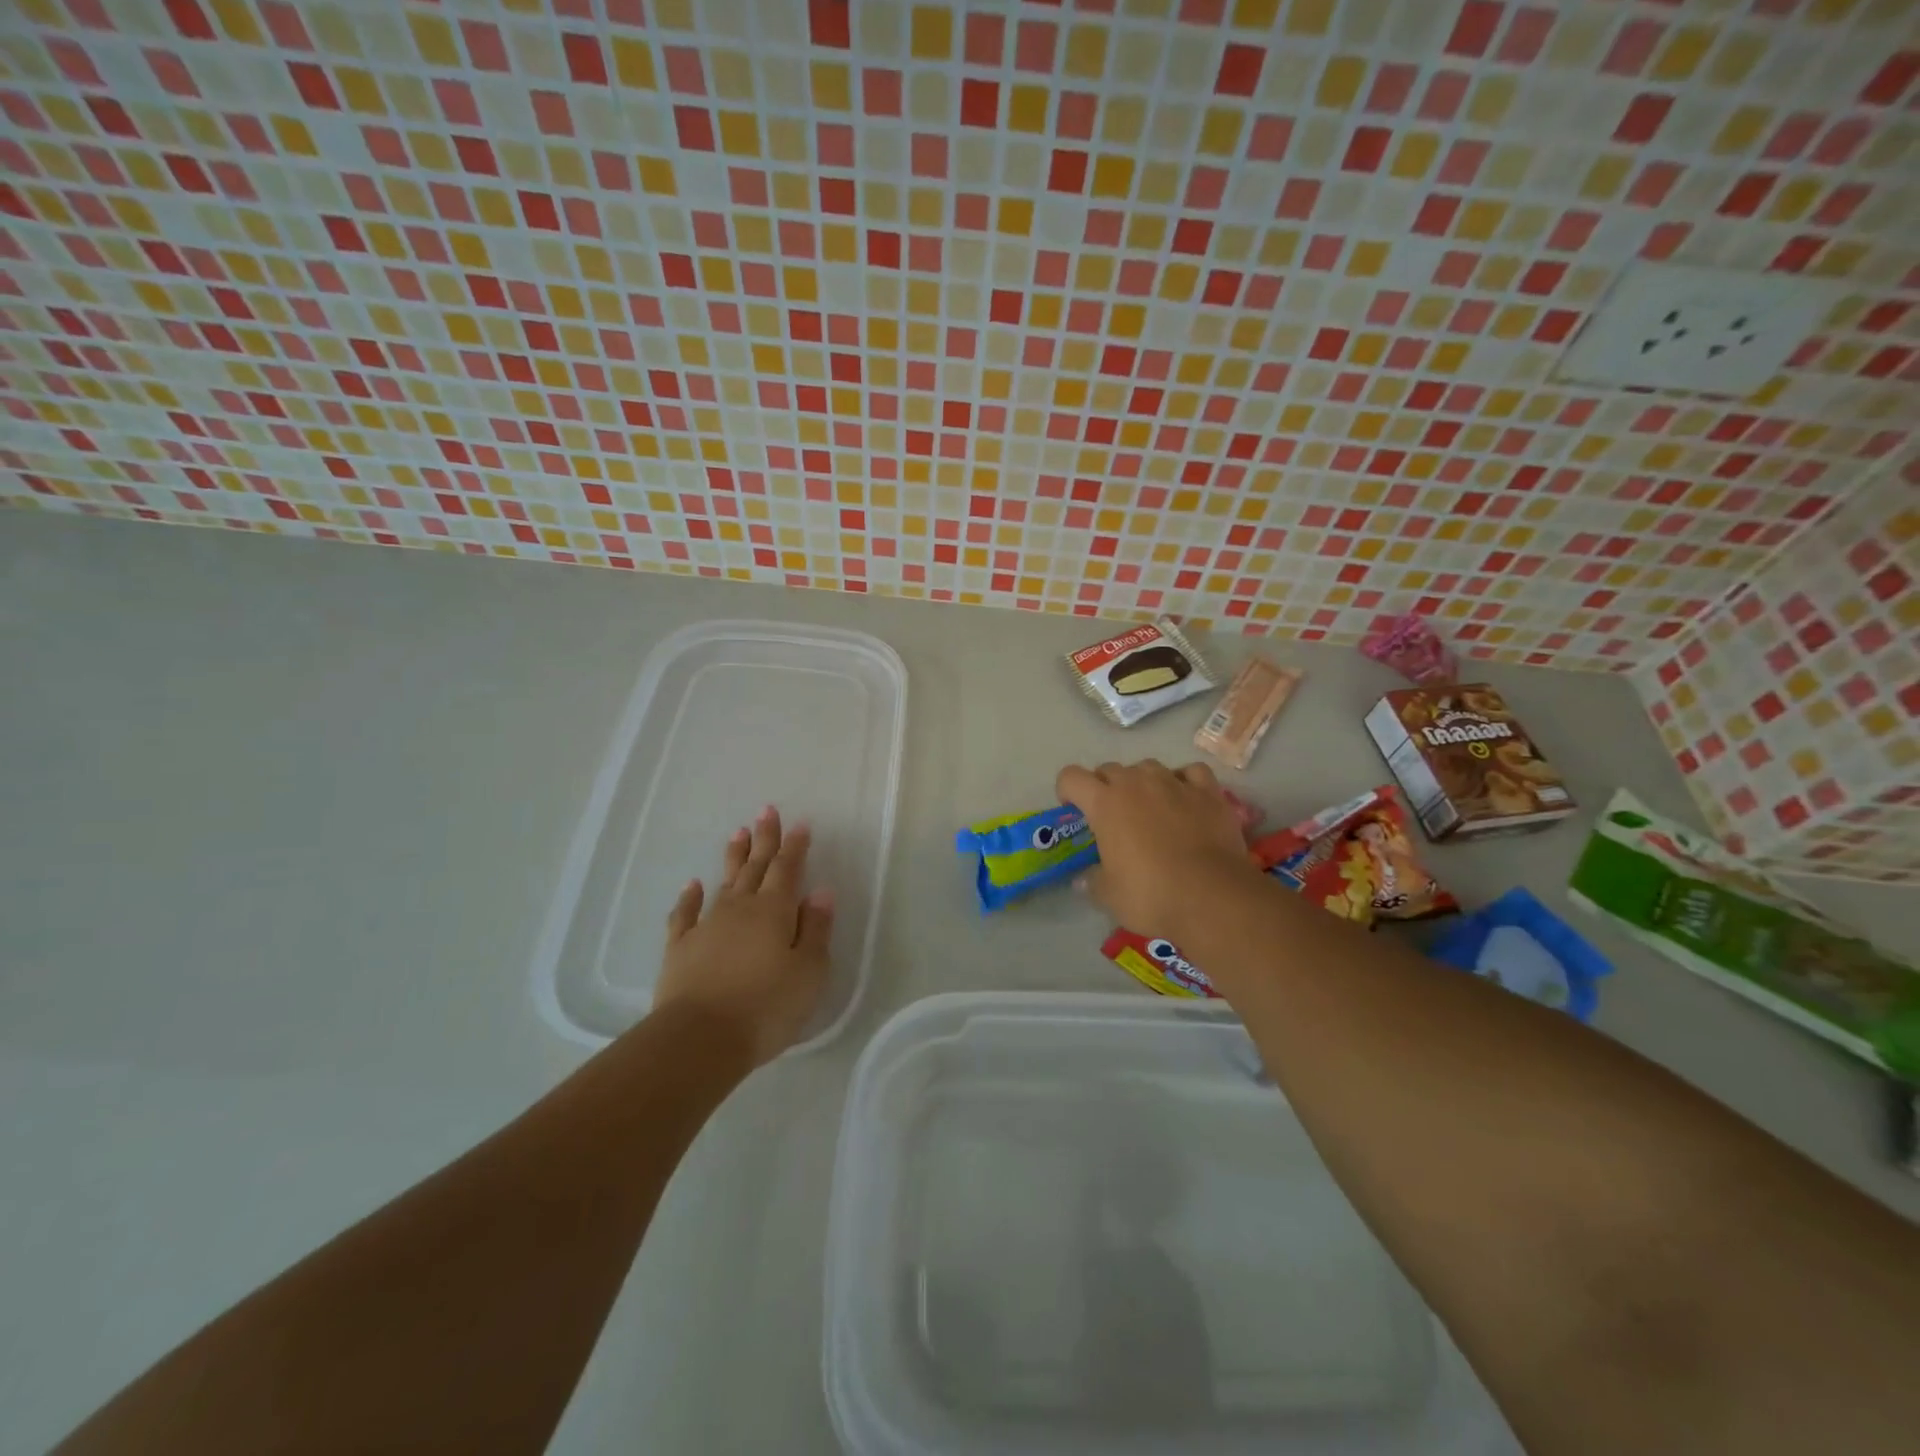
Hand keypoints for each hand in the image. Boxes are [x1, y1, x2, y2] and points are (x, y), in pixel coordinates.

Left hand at [653, 806, 834, 1066]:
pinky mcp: (680, 948)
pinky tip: (692, 885)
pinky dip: (689, 897)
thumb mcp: (809, 971)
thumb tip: (821, 892)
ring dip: (733, 857)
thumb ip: (817, 929)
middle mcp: (741, 909)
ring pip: (724, 883)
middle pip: (755, 866)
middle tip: (766, 810)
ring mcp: (707, 926)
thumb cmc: (766, 1007)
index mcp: (775, 911)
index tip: (800, 823)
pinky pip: (685, 914)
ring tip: (738, 832)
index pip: (788, 869)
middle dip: (764, 838)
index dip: (796, 846)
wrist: (700, 1039)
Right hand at [1055, 759, 1265, 940]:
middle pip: (1109, 769)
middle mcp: (1136, 783)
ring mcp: (1175, 783)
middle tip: (1112, 817)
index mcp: (1104, 803)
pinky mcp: (1208, 791)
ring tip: (1150, 807)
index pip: (1071, 777)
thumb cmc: (1152, 895)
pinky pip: (1190, 772)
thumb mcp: (1109, 895)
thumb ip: (1092, 880)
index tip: (1074, 811)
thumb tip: (1083, 878)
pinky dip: (1184, 781)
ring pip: (1148, 766)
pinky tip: (1186, 798)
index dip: (1067, 791)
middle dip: (1105, 787)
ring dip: (1142, 782)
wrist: (1213, 896)